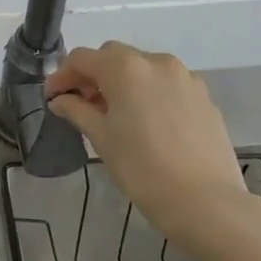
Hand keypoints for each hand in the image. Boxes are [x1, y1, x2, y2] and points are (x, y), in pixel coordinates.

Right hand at [46, 42, 253, 249]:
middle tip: (81, 103)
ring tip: (115, 113)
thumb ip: (77, 110)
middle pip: (112, 56)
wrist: (208, 204)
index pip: (82, 58)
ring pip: (142, 68)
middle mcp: (155, 61)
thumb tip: (60, 100)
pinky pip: (166, 84)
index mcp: (124, 67)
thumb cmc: (143, 169)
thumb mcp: (101, 138)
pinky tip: (147, 122)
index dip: (62, 76)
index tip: (52, 98)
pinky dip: (149, 93)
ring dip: (122, 82)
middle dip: (93, 75)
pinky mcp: (204, 96)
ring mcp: (184, 77)